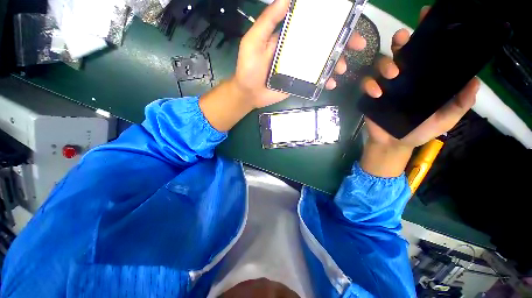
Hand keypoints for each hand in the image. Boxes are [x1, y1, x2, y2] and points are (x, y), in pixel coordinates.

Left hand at [232, 0, 365, 108]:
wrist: (248, 93)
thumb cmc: (248, 67)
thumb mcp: (254, 41)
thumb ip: (268, 22)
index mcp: (288, 38)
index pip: (311, 26)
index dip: (329, 22)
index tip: (347, 20)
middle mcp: (296, 52)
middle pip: (322, 45)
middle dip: (341, 43)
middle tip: (358, 46)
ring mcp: (299, 69)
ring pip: (321, 63)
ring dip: (336, 63)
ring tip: (343, 69)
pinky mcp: (298, 83)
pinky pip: (314, 81)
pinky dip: (324, 81)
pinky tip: (331, 84)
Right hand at [359, 6, 479, 176]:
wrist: (393, 143)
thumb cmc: (419, 131)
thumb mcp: (445, 119)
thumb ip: (460, 103)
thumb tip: (474, 81)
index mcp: (423, 78)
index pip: (425, 52)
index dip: (426, 34)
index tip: (426, 16)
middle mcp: (404, 77)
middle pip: (400, 51)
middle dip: (400, 41)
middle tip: (402, 39)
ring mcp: (386, 85)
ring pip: (381, 63)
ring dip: (385, 63)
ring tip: (393, 74)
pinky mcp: (370, 95)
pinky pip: (366, 83)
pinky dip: (369, 85)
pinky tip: (376, 94)